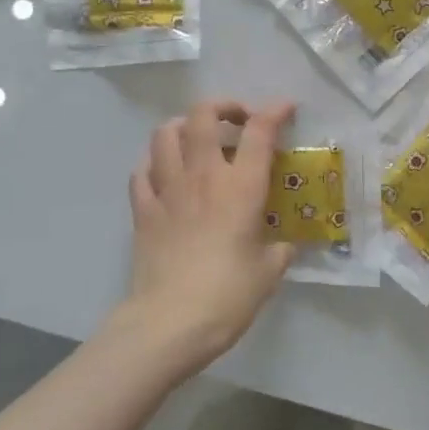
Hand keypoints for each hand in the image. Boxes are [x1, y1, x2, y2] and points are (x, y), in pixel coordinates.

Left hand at [115, 98, 297, 373]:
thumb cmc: (228, 295)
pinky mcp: (142, 211)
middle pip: (203, 115)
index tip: (286, 109)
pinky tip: (166, 174)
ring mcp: (167, 190)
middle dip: (224, 107)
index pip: (259, 131)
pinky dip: (155, 163)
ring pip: (165, 133)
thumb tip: (284, 244)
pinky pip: (142, 171)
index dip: (274, 111)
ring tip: (198, 140)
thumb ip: (280, 249)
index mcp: (241, 187)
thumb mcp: (269, 272)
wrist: (170, 323)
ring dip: (184, 127)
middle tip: (238, 122)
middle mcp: (203, 176)